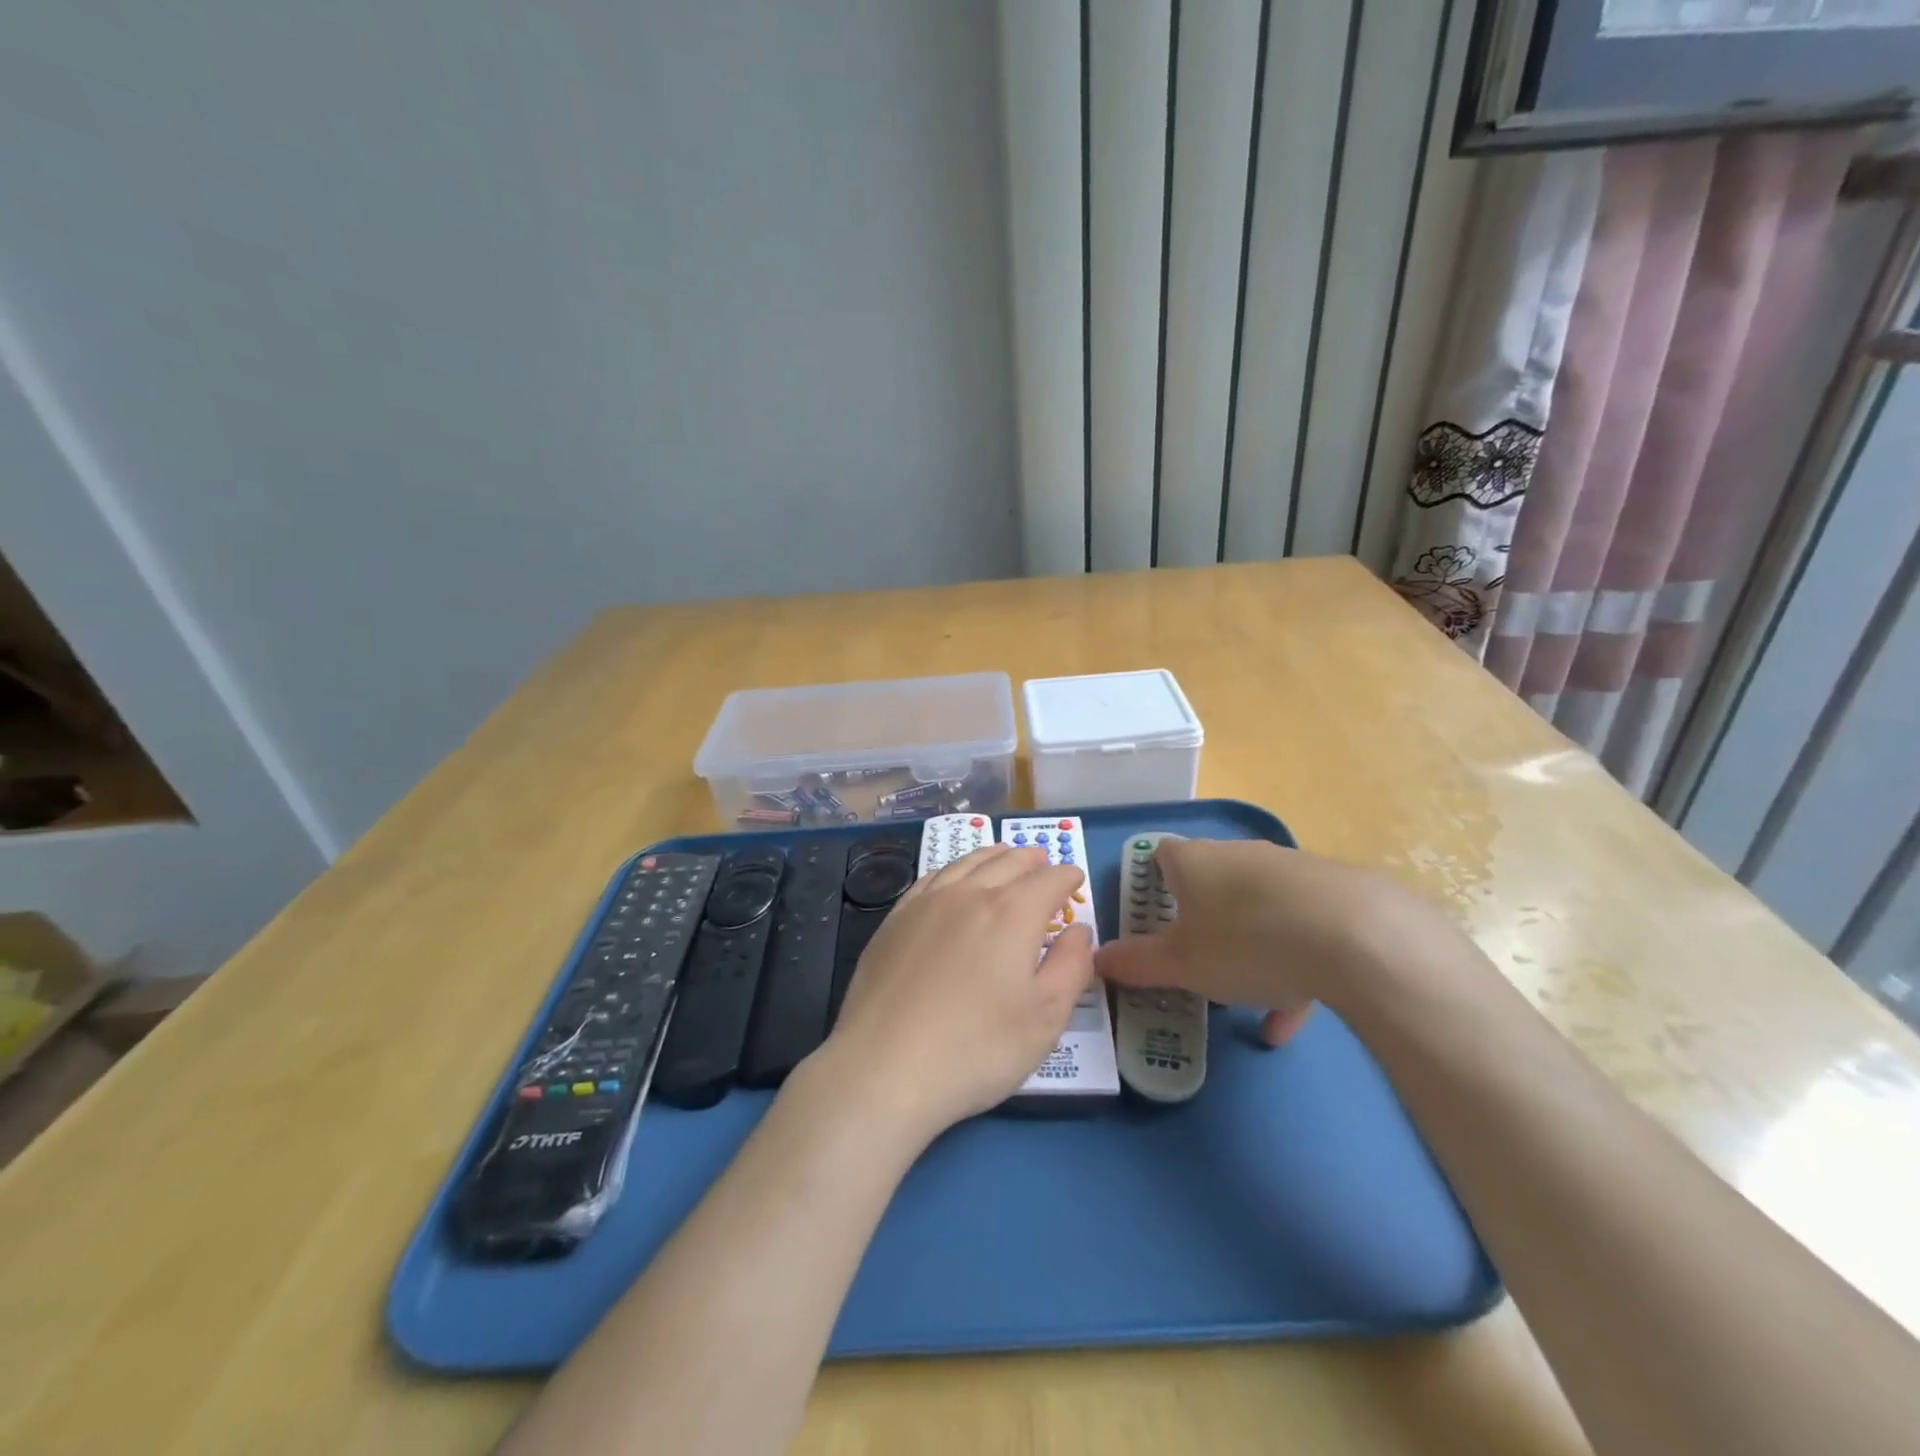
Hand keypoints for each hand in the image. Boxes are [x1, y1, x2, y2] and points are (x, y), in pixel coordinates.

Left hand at [821, 844, 1091, 1140]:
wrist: (884, 1066)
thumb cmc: (977, 1048)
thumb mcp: (1045, 1018)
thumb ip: (1071, 967)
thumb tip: (1078, 930)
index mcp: (1013, 913)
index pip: (1049, 880)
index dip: (1067, 877)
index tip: (1075, 879)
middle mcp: (970, 893)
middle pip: (1008, 862)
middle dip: (1032, 860)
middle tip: (1044, 862)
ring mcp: (927, 902)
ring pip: (968, 863)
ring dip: (994, 856)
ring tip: (1005, 856)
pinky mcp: (896, 919)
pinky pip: (932, 877)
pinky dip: (954, 869)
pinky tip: (954, 878)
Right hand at [1092, 839, 1454, 1044]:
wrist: (1357, 935)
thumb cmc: (1245, 941)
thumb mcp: (1182, 963)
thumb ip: (1137, 963)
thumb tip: (1096, 959)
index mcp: (1194, 861)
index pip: (1161, 855)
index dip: (1151, 884)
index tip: (1152, 919)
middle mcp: (1239, 855)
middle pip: (1210, 883)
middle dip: (1201, 922)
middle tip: (1194, 963)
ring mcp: (1290, 871)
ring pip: (1257, 911)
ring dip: (1247, 953)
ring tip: (1244, 1003)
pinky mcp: (1335, 895)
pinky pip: (1300, 931)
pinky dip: (1290, 970)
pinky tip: (1287, 1022)